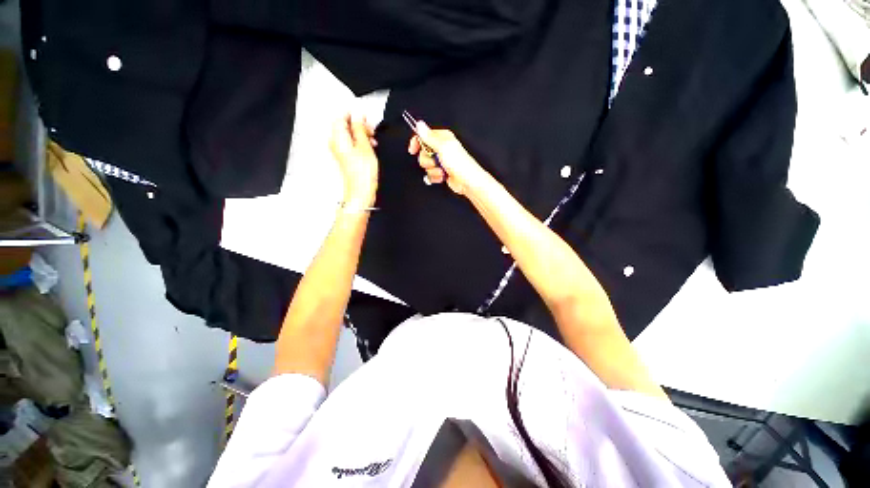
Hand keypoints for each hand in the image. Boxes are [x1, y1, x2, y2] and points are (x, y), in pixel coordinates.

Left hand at [330, 113, 378, 206]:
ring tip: (373, 141)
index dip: (354, 115)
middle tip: (372, 130)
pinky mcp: (345, 158)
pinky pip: (351, 145)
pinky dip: (360, 143)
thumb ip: (360, 129)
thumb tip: (358, 116)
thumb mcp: (365, 146)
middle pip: (345, 126)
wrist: (361, 191)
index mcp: (338, 137)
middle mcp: (336, 143)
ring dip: (361, 135)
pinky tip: (370, 148)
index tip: (366, 118)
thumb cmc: (363, 172)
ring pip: (349, 135)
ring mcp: (340, 151)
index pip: (341, 117)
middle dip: (359, 126)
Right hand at [408, 121, 488, 195]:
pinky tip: (442, 177)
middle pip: (422, 153)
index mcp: (442, 138)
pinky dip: (435, 177)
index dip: (416, 143)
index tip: (413, 150)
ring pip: (426, 166)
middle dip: (427, 161)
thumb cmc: (460, 164)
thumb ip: (429, 137)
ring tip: (442, 171)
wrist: (467, 182)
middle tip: (435, 161)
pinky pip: (430, 174)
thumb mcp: (443, 147)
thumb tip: (420, 125)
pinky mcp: (441, 172)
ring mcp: (441, 161)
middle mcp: (441, 149)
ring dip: (433, 170)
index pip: (423, 136)